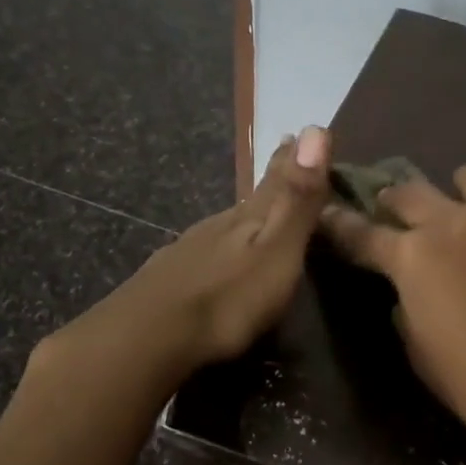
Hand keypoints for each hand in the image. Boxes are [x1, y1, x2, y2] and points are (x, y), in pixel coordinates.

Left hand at [95, 126, 332, 374]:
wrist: (149, 337)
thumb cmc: (228, 298)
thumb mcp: (276, 250)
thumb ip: (297, 198)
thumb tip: (316, 127)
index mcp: (249, 217)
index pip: (277, 178)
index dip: (292, 158)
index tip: (300, 134)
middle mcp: (218, 224)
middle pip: (251, 198)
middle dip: (271, 182)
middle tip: (284, 158)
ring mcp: (189, 249)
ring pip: (224, 224)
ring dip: (244, 216)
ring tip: (257, 212)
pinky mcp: (169, 277)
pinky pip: (204, 250)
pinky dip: (219, 246)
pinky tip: (216, 257)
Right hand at [318, 163, 465, 464]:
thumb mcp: (421, 351)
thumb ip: (408, 307)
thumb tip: (411, 290)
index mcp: (414, 255)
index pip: (362, 232)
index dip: (340, 223)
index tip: (328, 211)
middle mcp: (456, 222)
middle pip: (411, 191)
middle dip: (394, 200)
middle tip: (394, 213)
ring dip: (457, 194)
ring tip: (465, 216)